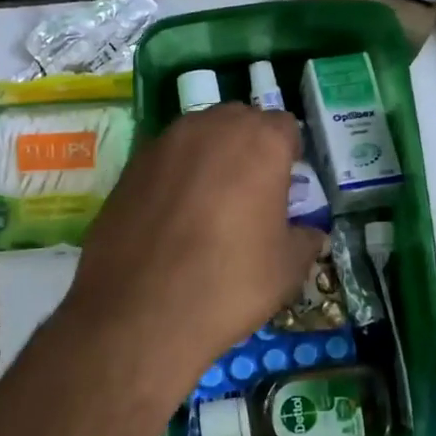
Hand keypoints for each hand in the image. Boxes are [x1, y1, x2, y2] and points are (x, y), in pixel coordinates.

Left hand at [61, 104, 324, 396]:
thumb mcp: (287, 269)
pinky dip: (176, 176)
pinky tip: (172, 217)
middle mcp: (210, 128)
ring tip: (210, 205)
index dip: (289, 155)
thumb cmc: (228, 284)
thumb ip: (304, 239)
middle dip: (250, 148)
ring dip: (211, 158)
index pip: (285, 127)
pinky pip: (166, 159)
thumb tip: (306, 232)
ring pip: (199, 136)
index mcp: (259, 142)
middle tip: (251, 193)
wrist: (139, 312)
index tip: (287, 186)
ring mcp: (163, 143)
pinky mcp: (129, 166)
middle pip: (240, 122)